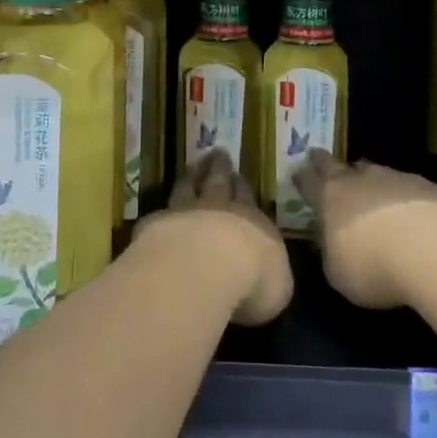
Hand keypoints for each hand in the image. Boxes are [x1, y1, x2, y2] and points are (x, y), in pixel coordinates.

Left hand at [138, 149, 291, 325]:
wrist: (208, 266)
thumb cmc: (254, 278)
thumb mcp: (278, 285)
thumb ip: (272, 275)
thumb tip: (269, 275)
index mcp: (252, 221)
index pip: (247, 198)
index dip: (242, 186)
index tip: (237, 174)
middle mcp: (218, 210)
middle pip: (218, 183)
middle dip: (219, 168)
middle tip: (218, 153)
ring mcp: (186, 213)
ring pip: (188, 188)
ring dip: (191, 176)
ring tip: (192, 166)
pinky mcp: (158, 225)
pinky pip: (161, 212)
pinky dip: (164, 210)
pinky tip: (160, 209)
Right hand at [294, 151, 436, 308]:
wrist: (436, 250)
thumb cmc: (374, 266)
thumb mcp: (339, 273)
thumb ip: (333, 253)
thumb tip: (336, 245)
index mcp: (331, 198)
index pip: (309, 181)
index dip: (303, 177)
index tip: (298, 172)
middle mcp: (362, 180)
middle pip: (340, 167)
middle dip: (329, 165)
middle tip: (322, 161)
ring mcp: (399, 179)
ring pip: (379, 174)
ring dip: (373, 183)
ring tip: (374, 195)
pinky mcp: (433, 188)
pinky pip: (415, 191)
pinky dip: (410, 200)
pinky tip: (418, 219)